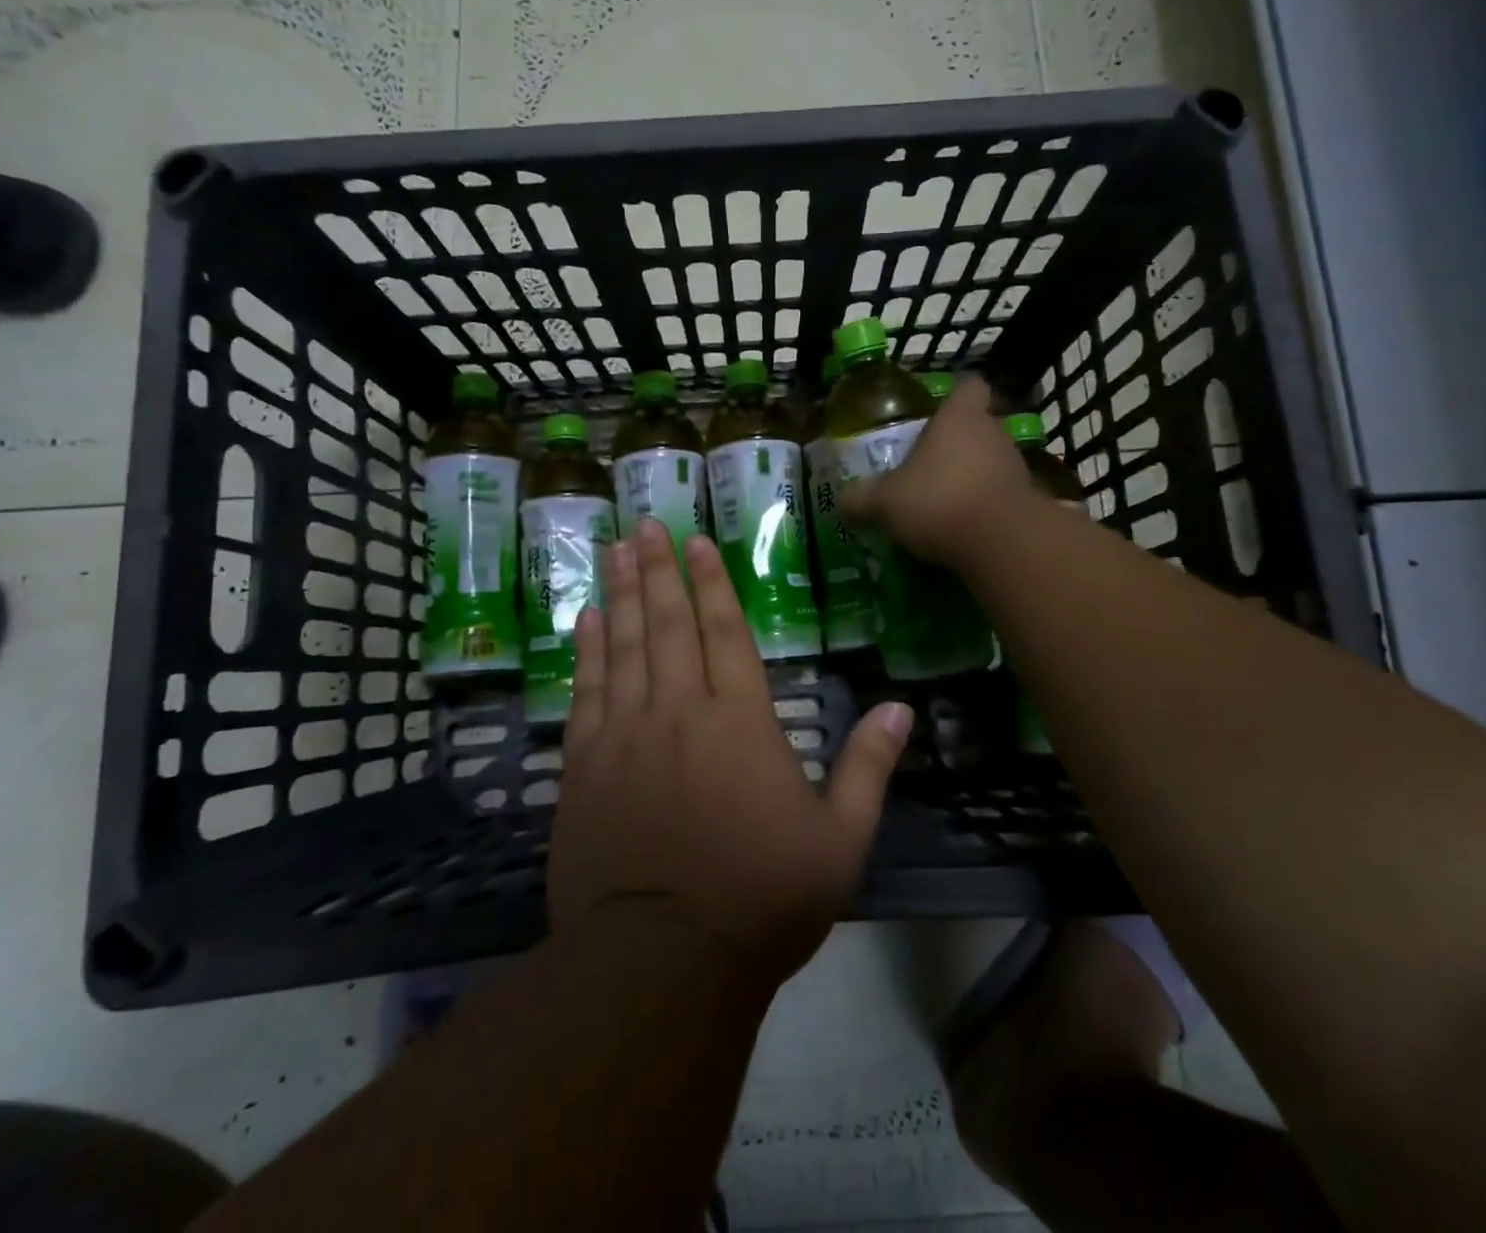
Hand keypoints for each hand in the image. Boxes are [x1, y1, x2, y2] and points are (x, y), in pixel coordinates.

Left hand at [549, 516, 914, 985]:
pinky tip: (586, 620)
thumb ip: (868, 768)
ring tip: (613, 550)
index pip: (726, 632)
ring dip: (620, 594)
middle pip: (669, 624)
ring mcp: (626, 735)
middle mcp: (680, 711)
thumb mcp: (839, 841)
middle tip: (645, 524)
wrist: (662, 962)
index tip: (696, 542)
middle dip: (658, 570)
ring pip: (624, 646)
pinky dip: (587, 651)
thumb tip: (900, 708)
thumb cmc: (761, 899)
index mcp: (741, 722)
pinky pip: (587, 691)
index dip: (712, 582)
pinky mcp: (585, 766)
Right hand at [838, 376, 1034, 568]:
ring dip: (970, 476)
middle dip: (955, 444)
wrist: (1002, 543)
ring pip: (990, 461)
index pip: (968, 386)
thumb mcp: (885, 502)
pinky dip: (984, 505)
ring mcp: (1015, 467)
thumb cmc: (939, 501)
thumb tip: (843, 501)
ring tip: (942, 501)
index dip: (955, 395)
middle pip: (977, 426)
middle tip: (926, 466)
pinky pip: (1000, 494)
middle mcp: (992, 433)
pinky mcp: (1028, 501)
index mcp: (959, 418)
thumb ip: (861, 499)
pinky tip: (962, 527)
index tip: (936, 412)